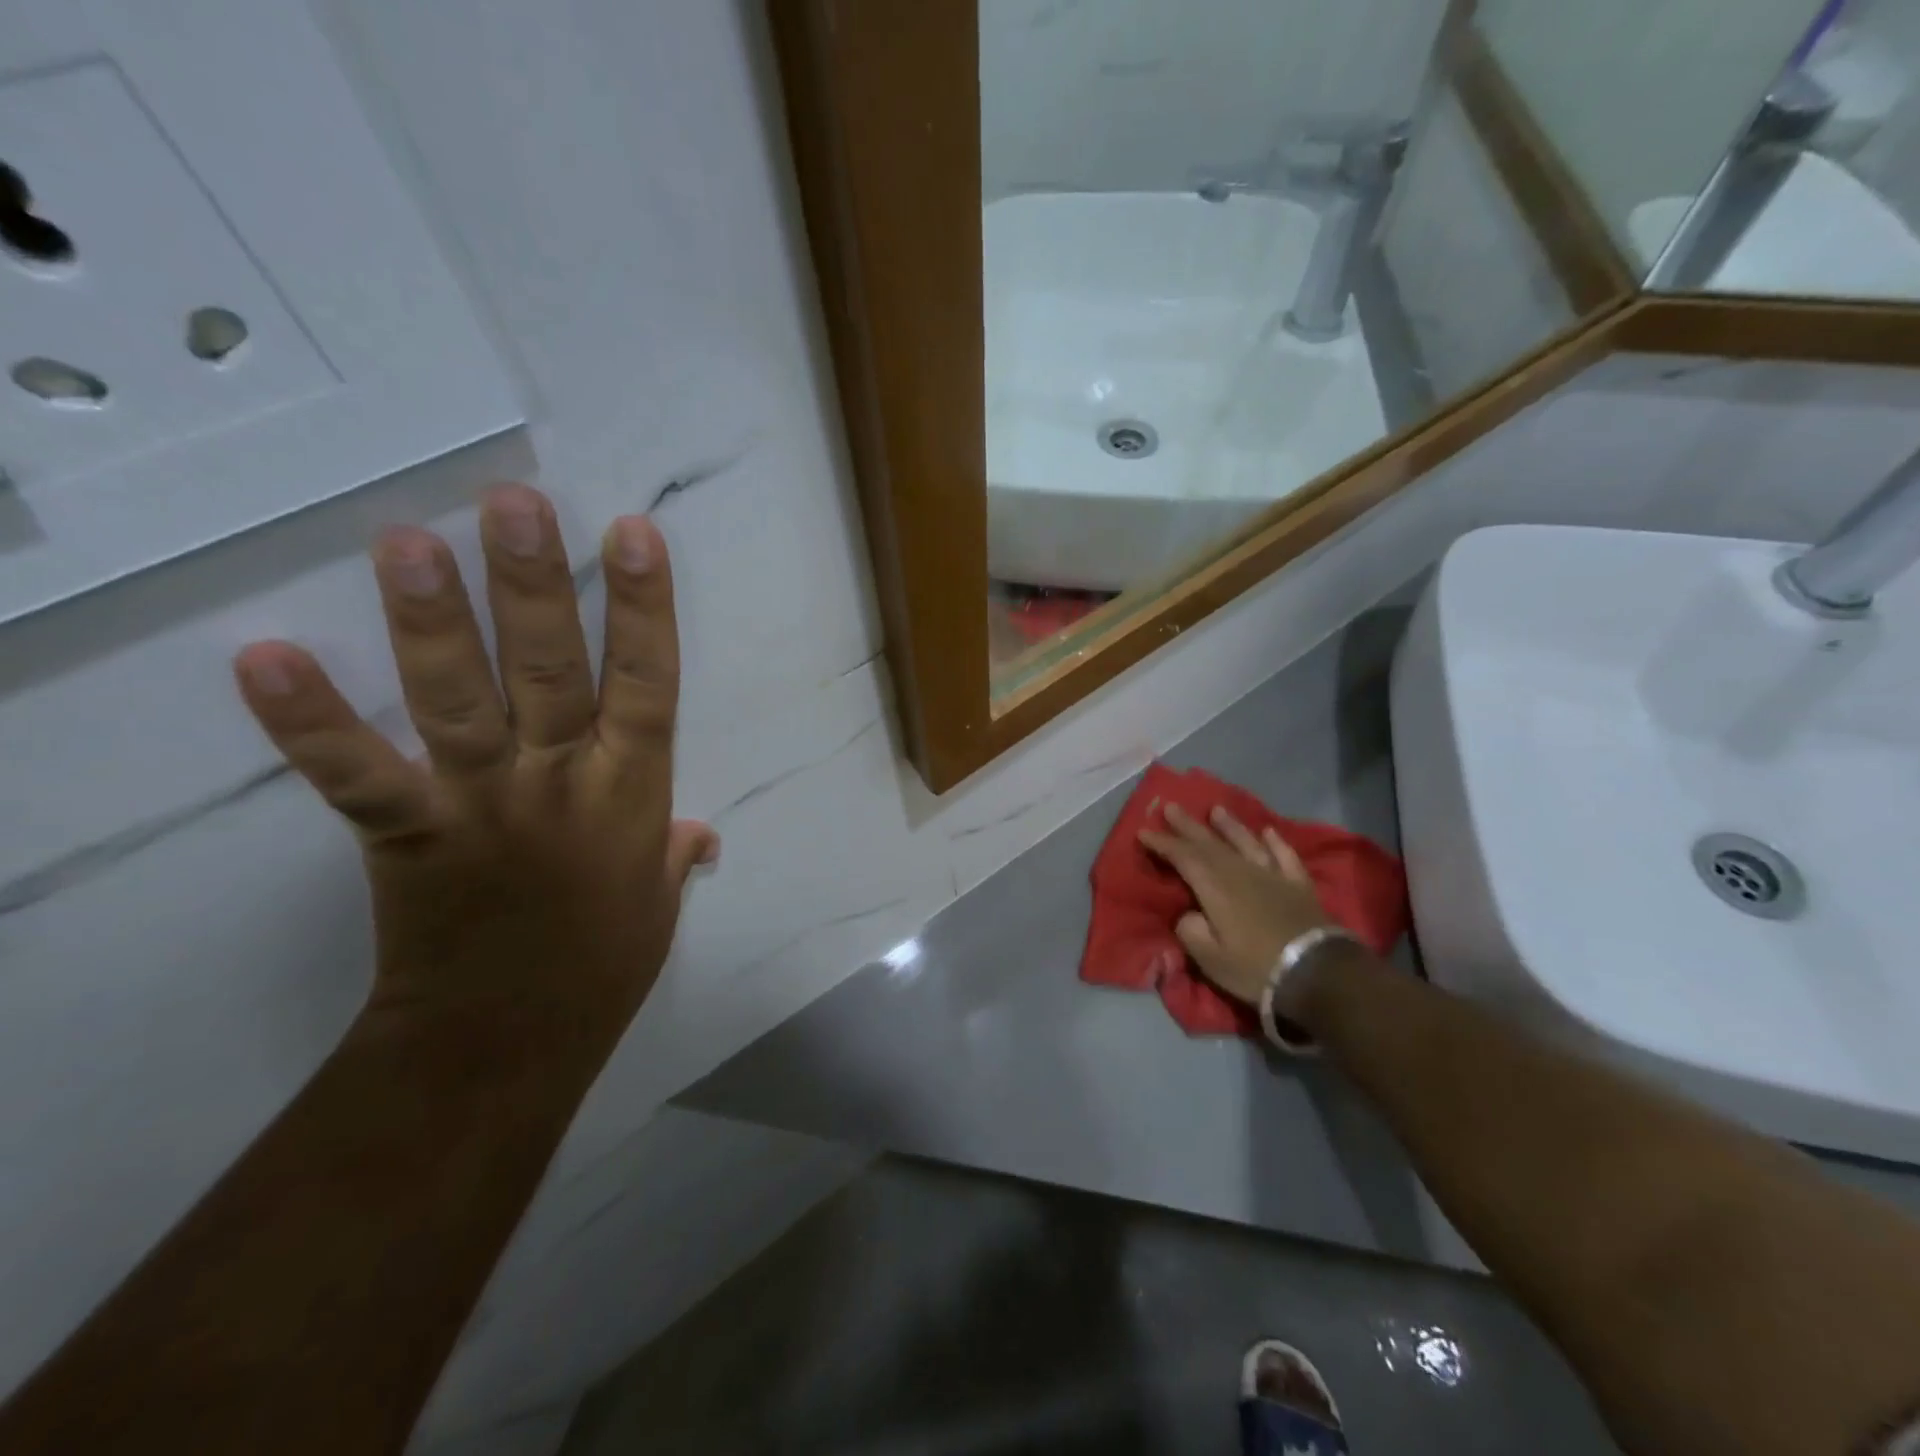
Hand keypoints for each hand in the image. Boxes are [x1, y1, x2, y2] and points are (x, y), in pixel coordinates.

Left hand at [232, 484, 714, 1076]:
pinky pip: (358, 774)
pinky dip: (312, 721)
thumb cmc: (602, 963)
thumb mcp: (659, 902)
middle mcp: (562, 784)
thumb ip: (676, 853)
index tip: (631, 535)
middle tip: (513, 502)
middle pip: (552, 672)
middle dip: (536, 585)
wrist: (507, 1041)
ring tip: (406, 541)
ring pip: (459, 703)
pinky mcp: (409, 836)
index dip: (643, 608)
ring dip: (433, 622)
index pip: (649, 683)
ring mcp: (483, 805)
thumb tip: (700, 833)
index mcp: (632, 793)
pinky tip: (265, 657)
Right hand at [1139, 804, 1338, 1012]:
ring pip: (1246, 843)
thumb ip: (1190, 931)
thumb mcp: (1210, 959)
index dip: (1163, 844)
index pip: (1184, 858)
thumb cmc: (1256, 968)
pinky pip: (1284, 856)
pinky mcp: (1299, 886)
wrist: (1319, 974)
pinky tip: (1268, 832)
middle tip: (1170, 807)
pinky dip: (1275, 842)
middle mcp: (1242, 873)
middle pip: (1210, 844)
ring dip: (1229, 826)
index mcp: (1216, 888)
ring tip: (1216, 810)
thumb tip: (1188, 914)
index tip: (1144, 831)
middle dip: (1188, 826)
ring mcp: (1273, 876)